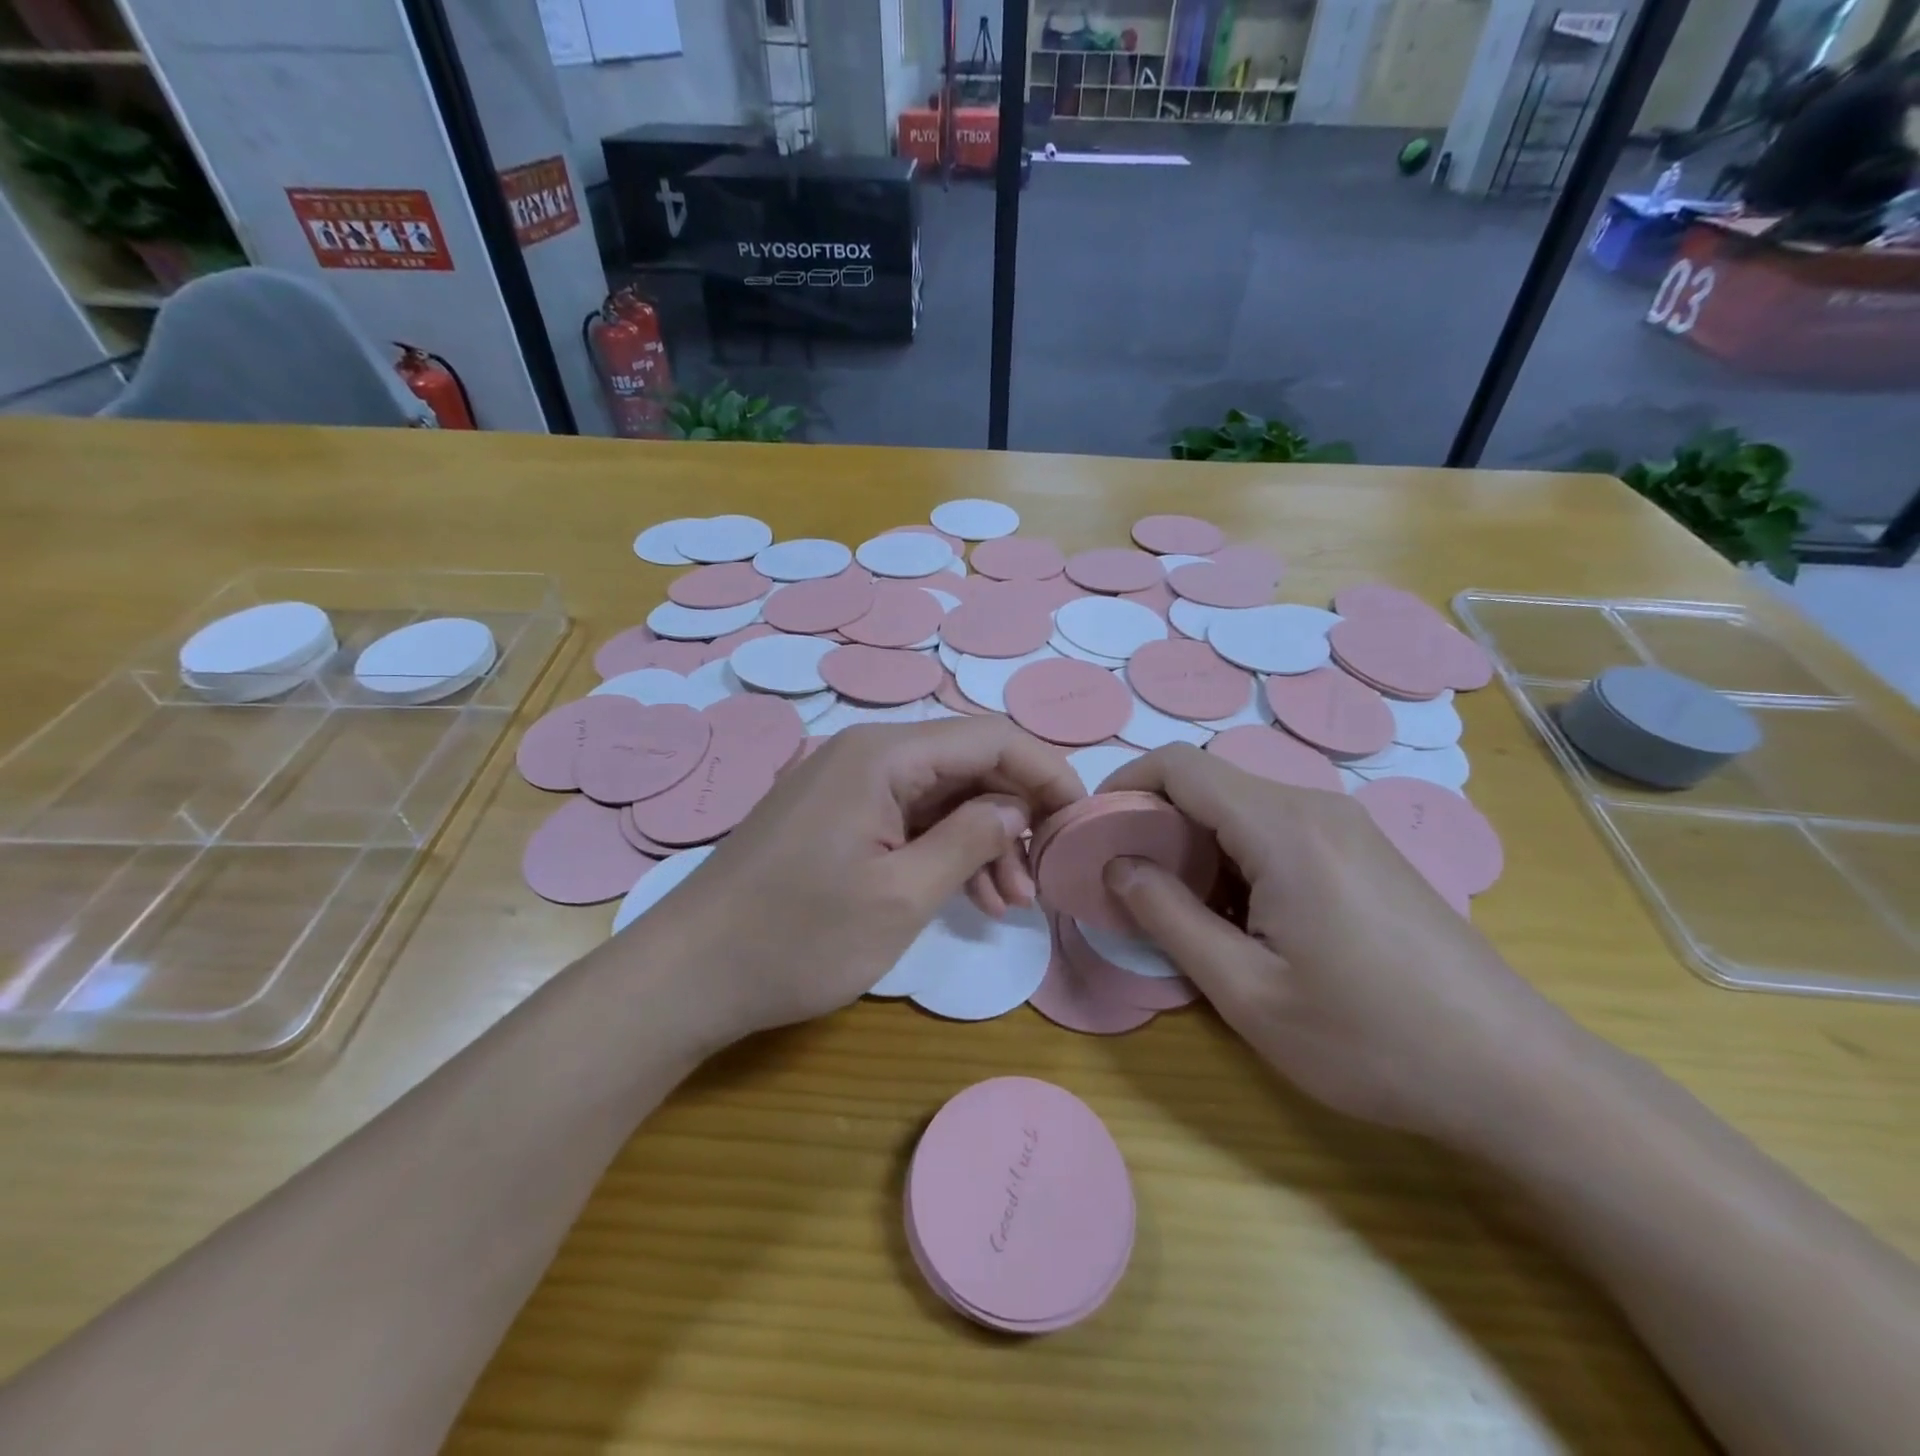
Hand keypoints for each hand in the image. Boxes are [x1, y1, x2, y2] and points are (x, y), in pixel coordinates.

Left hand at [627, 718, 1082, 1046]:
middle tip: (1041, 878)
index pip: (990, 738)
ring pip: (940, 794)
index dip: (1046, 772)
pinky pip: (907, 817)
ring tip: (1010, 902)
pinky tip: (969, 895)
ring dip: (983, 838)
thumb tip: (1019, 806)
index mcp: (884, 756)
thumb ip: (970, 840)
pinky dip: (943, 849)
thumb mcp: (902, 896)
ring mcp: (846, 784)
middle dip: (1015, 815)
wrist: (688, 973)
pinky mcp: (834, 815)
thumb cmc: (797, 937)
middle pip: (967, 763)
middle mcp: (866, 753)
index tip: (1081, 821)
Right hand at [1099, 745, 1583, 1146]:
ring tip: (1185, 909)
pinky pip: (1281, 829)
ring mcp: (1350, 827)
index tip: (1094, 830)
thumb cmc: (1369, 1039)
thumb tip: (1118, 866)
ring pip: (1244, 807)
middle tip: (1130, 882)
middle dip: (1156, 820)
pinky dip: (1239, 856)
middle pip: (1211, 782)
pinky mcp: (1367, 853)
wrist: (1516, 1076)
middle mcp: (1317, 808)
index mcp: (1283, 828)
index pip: (1180, 765)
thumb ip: (1169, 917)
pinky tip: (1248, 919)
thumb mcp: (1247, 991)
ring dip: (1198, 843)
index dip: (1124, 784)